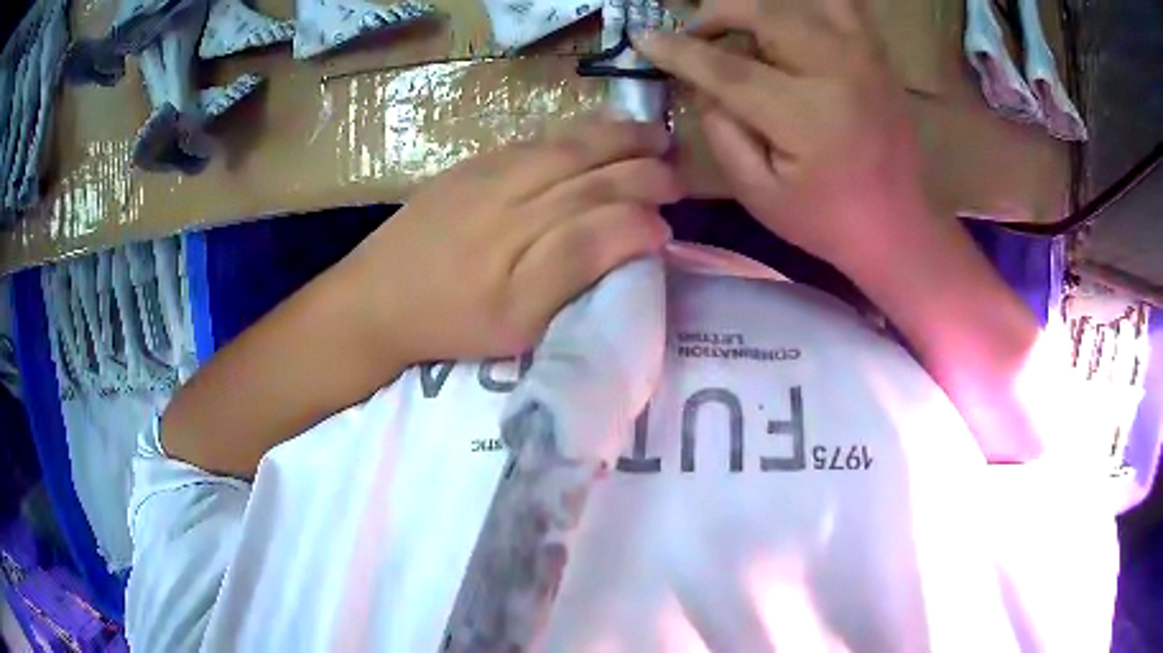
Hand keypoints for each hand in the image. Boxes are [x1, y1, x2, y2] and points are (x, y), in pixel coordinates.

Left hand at [337, 116, 678, 364]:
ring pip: (568, 146)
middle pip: (593, 174)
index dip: (644, 220)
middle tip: (676, 174)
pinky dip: (578, 131)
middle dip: (644, 170)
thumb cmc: (450, 323)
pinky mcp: (471, 164)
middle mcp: (513, 203)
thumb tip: (637, 233)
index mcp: (525, 256)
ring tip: (652, 137)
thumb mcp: (518, 325)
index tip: (668, 228)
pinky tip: (597, 132)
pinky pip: (536, 139)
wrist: (374, 298)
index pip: (604, 222)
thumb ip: (577, 272)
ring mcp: (490, 176)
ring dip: (619, 138)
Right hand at [634, 0, 929, 272]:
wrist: (901, 228)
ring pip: (803, 1)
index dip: (678, 50)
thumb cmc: (829, 222)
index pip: (726, 68)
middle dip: (716, 14)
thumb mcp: (760, 194)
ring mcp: (865, 57)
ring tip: (742, 24)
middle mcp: (837, 70)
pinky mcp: (879, 57)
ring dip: (761, 5)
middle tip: (695, 33)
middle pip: (765, 12)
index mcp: (805, 114)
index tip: (642, 39)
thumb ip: (722, 132)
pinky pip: (843, 6)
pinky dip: (809, 5)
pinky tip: (789, 20)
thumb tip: (700, 85)